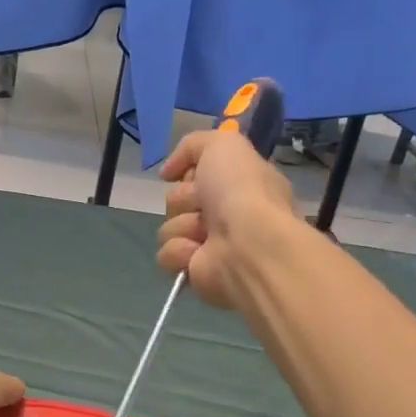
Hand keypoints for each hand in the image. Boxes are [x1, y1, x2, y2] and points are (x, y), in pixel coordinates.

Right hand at [156, 128, 296, 309]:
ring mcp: (210, 245)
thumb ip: (193, 145)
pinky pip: (166, 255)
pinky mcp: (194, 271)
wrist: (248, 244)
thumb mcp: (223, 144)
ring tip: (204, 234)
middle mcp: (225, 214)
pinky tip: (197, 253)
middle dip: (184, 199)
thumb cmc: (241, 190)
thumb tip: (168, 173)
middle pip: (177, 199)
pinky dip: (179, 251)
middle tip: (203, 205)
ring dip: (182, 226)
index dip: (192, 172)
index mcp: (238, 185)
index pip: (197, 174)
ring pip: (168, 226)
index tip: (196, 175)